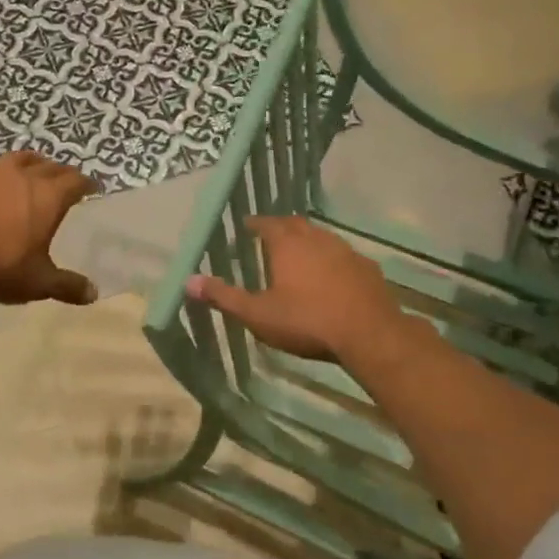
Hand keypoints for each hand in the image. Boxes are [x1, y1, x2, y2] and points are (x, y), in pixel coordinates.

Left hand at [0, 152, 100, 305]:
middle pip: (49, 166)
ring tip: (31, 169)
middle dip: (60, 172)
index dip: (86, 184)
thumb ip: (67, 286)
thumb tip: (93, 294)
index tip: (92, 188)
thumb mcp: (38, 282)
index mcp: (48, 197)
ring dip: (29, 162)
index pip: (75, 181)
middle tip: (65, 181)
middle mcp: (23, 176)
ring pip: (16, 158)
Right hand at [187, 215, 400, 361]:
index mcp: (288, 244)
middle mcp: (317, 239)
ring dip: (308, 242)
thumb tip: (187, 281)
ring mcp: (346, 252)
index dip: (255, 224)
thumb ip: (224, 297)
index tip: (246, 225)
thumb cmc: (307, 321)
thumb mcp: (258, 314)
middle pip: (296, 225)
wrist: (370, 334)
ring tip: (299, 254)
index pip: (267, 223)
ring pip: (322, 238)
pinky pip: (344, 256)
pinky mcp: (368, 269)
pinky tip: (332, 276)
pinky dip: (332, 260)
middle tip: (270, 236)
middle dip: (281, 228)